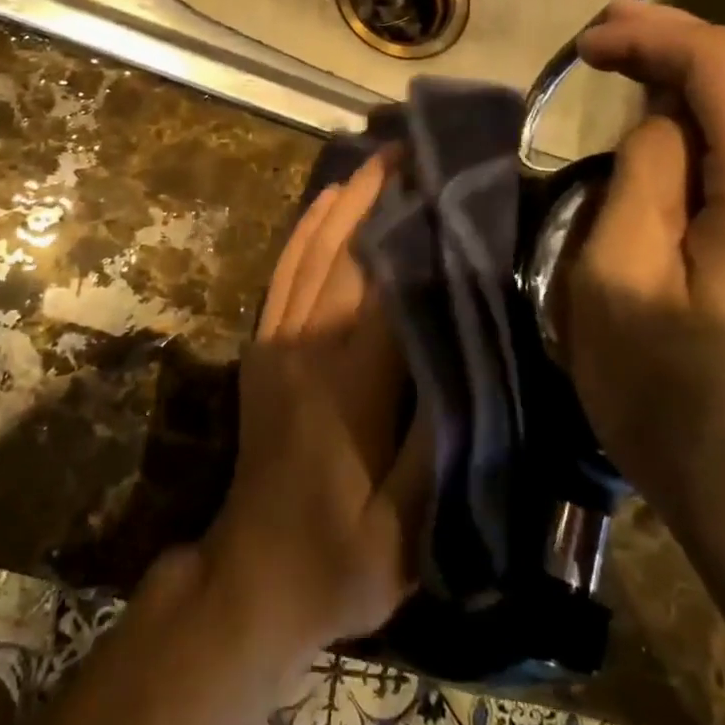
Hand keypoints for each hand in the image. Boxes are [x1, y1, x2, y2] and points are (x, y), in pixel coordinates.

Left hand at [201, 153, 430, 660]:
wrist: (254, 576)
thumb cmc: (342, 558)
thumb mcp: (408, 530)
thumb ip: (439, 445)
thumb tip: (470, 356)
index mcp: (348, 384)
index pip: (387, 287)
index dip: (417, 231)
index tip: (449, 182)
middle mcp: (307, 345)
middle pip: (347, 253)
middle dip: (381, 195)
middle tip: (419, 148)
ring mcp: (277, 341)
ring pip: (312, 251)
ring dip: (345, 199)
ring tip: (381, 158)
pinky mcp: (263, 346)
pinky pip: (283, 271)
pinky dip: (306, 228)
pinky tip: (327, 200)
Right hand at [566, 1, 724, 545]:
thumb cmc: (682, 408)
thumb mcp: (616, 285)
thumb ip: (641, 176)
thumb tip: (663, 117)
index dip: (653, 34)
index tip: (590, 39)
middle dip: (681, 50)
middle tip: (607, 45)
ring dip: (711, 94)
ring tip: (641, 96)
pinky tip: (702, 158)